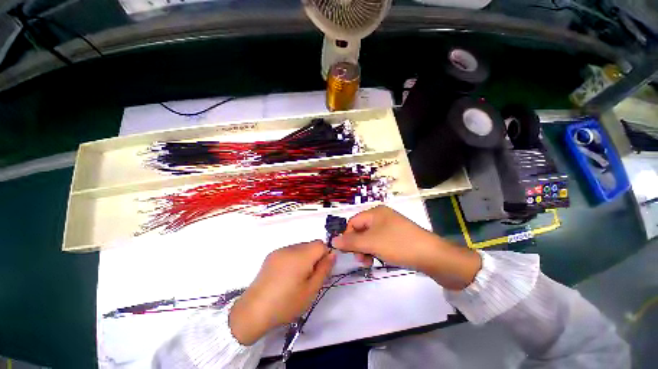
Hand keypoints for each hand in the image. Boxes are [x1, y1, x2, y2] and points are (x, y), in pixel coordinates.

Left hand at [229, 241, 335, 344]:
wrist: (253, 311)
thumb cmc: (286, 303)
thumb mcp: (311, 290)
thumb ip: (324, 269)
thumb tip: (332, 254)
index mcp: (301, 255)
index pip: (321, 244)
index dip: (325, 255)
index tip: (320, 270)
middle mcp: (290, 248)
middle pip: (310, 245)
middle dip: (314, 257)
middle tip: (309, 277)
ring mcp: (279, 250)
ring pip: (300, 247)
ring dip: (304, 258)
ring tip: (296, 278)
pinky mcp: (271, 255)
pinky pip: (289, 251)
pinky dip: (293, 259)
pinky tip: (286, 276)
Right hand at [332, 205, 480, 289]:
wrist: (433, 256)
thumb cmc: (398, 244)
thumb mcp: (371, 243)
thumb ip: (350, 241)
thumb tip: (332, 240)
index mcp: (375, 212)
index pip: (353, 222)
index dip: (347, 236)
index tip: (347, 252)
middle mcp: (382, 216)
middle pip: (361, 230)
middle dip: (358, 245)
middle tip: (361, 260)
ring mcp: (391, 226)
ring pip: (370, 237)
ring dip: (366, 250)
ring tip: (369, 262)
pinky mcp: (398, 236)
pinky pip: (380, 242)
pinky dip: (376, 250)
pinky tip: (379, 259)